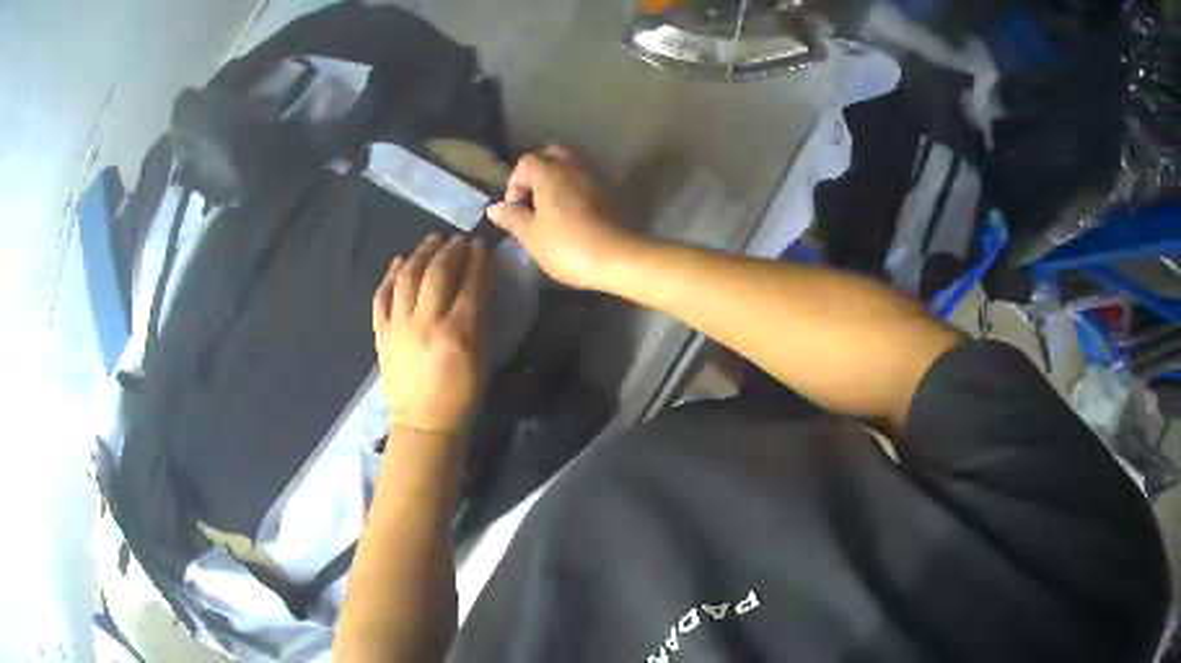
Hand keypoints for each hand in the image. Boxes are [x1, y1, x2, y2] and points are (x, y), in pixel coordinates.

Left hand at [372, 234, 487, 435]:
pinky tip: (398, 262)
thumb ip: (479, 319)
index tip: (479, 245)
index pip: (470, 284)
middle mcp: (426, 322)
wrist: (424, 422)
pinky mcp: (382, 334)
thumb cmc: (462, 395)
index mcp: (458, 332)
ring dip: (420, 254)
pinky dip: (390, 276)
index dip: (476, 260)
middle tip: (457, 240)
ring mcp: (399, 326)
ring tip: (431, 241)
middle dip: (449, 251)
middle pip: (437, 273)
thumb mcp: (482, 358)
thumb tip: (476, 285)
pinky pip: (382, 297)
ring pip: (407, 278)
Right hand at [486, 145, 639, 289]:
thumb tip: (494, 207)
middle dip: (538, 171)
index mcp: (551, 172)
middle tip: (533, 197)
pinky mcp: (611, 193)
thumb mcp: (531, 236)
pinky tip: (571, 212)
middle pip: (552, 154)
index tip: (514, 208)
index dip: (514, 182)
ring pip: (572, 165)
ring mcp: (596, 178)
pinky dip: (575, 188)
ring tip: (550, 206)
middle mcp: (574, 167)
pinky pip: (587, 180)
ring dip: (558, 178)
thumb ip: (512, 218)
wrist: (619, 258)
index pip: (526, 162)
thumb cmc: (568, 246)